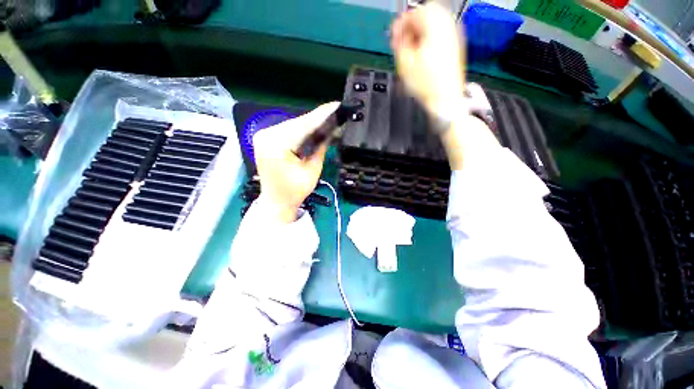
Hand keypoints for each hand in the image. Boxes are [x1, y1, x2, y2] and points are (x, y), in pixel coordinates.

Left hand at [252, 102, 339, 223]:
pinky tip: (313, 127)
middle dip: (317, 118)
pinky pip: (287, 129)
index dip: (322, 116)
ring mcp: (263, 135)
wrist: (276, 201)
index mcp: (277, 145)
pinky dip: (301, 128)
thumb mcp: (313, 170)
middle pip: (297, 122)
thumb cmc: (294, 192)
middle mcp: (266, 135)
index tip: (336, 106)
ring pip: (293, 124)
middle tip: (335, 112)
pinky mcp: (265, 138)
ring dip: (310, 123)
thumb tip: (332, 130)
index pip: (303, 125)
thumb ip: (321, 147)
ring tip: (327, 118)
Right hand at [390, 2, 465, 115]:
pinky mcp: (455, 46)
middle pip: (427, 12)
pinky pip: (440, 32)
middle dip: (412, 24)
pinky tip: (422, 51)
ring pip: (435, 21)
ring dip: (420, 31)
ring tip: (411, 48)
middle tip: (403, 40)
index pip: (415, 13)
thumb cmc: (426, 85)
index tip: (394, 36)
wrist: (446, 100)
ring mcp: (454, 36)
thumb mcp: (405, 64)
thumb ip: (400, 43)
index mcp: (435, 27)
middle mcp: (448, 26)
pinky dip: (429, 37)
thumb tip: (400, 34)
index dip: (401, 23)